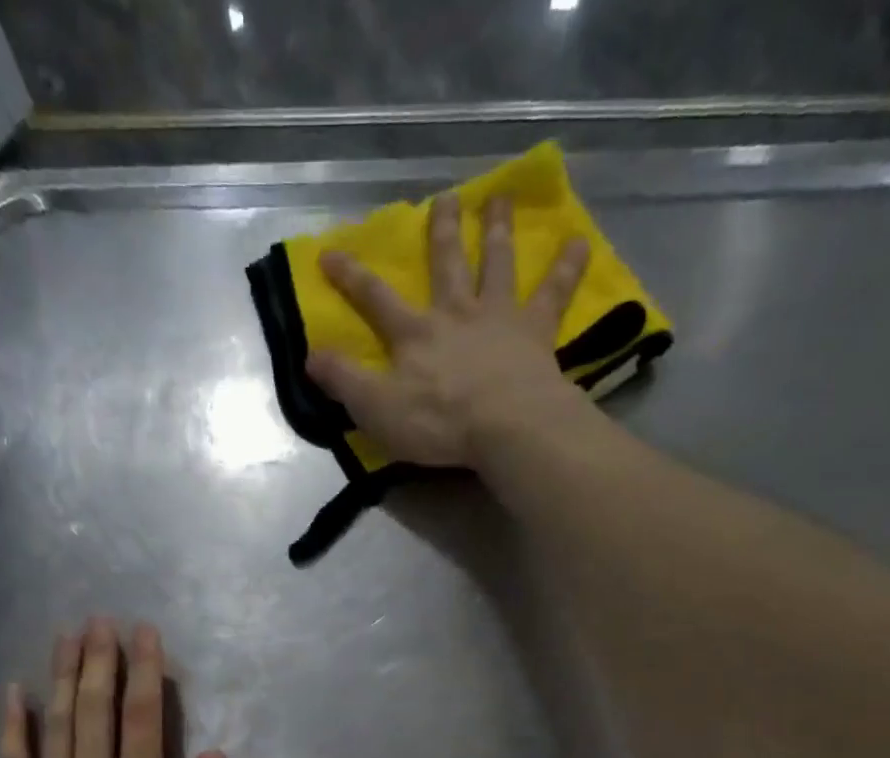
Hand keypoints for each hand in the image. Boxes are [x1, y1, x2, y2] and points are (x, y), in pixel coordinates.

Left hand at [0, 619, 236, 757]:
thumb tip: (212, 754)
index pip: (143, 720)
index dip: (145, 671)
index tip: (144, 632)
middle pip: (95, 711)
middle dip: (100, 661)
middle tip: (100, 620)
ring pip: (56, 727)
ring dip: (62, 678)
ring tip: (65, 636)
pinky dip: (12, 727)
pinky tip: (12, 694)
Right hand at [306, 192, 588, 468]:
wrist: (506, 426)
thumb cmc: (438, 422)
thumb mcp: (375, 408)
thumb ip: (343, 380)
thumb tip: (309, 354)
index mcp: (414, 334)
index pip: (375, 299)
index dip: (350, 277)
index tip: (330, 253)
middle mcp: (456, 313)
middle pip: (446, 264)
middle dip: (441, 232)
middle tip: (444, 199)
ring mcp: (499, 318)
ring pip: (497, 264)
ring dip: (497, 230)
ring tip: (500, 199)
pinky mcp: (537, 333)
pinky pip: (555, 293)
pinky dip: (567, 267)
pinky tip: (580, 241)